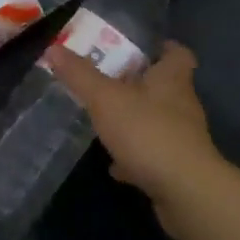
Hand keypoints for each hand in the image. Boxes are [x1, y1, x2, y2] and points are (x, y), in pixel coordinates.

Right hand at [45, 40, 229, 235]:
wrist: (185, 191)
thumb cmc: (148, 132)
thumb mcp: (106, 99)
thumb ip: (80, 75)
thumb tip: (54, 48)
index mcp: (172, 78)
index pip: (177, 53)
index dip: (162, 48)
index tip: (139, 48)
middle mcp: (182, 103)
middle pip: (165, 86)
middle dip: (139, 84)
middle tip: (109, 82)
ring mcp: (182, 138)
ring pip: (157, 121)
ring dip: (135, 120)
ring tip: (106, 122)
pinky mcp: (178, 167)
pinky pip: (153, 154)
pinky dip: (135, 156)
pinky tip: (114, 164)